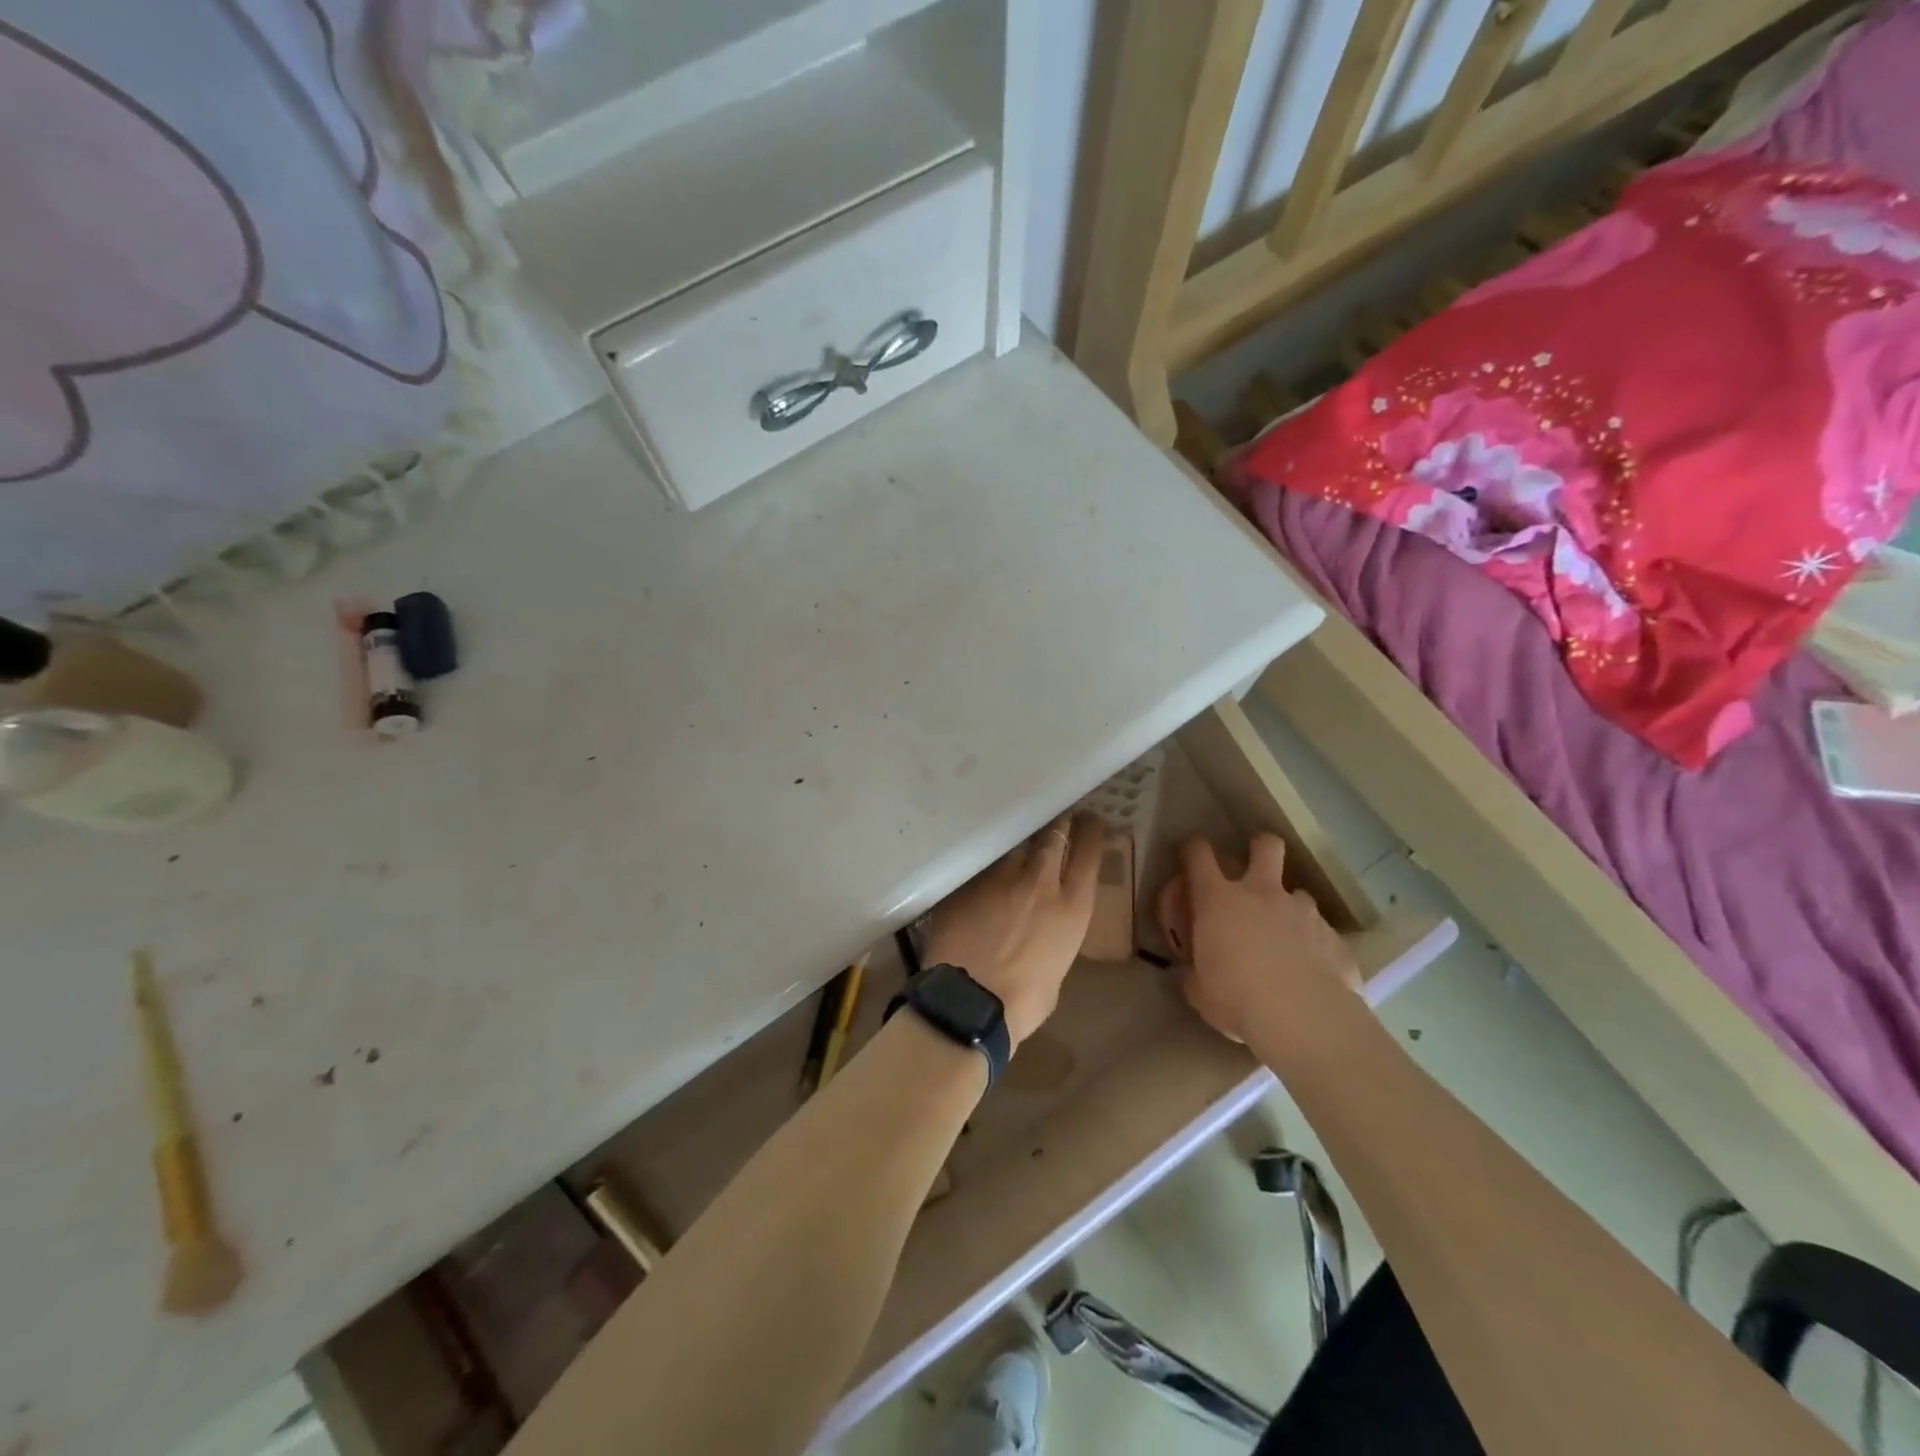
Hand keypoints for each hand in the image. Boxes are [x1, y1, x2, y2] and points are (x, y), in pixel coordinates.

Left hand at [922, 812, 1105, 1046]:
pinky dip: (989, 862)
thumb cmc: (1024, 1002)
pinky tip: (984, 863)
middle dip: (1059, 822)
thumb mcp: (1056, 968)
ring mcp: (1000, 877)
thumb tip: (1041, 932)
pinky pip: (983, 862)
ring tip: (1021, 836)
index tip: (1091, 820)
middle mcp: (1040, 881)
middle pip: (1054, 834)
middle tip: (1058, 817)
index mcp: (1073, 906)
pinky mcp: (968, 882)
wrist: (970, 1003)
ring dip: (1022, 838)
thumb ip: (1053, 939)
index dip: (1092, 831)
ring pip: (1016, 841)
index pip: (1089, 852)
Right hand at [1156, 834, 1359, 1042]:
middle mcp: (1262, 894)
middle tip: (1254, 867)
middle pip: (1266, 847)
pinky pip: (1321, 932)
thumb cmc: (1236, 999)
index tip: (1190, 854)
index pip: (1199, 855)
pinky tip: (1312, 970)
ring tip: (1286, 938)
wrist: (1305, 1019)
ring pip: (1298, 893)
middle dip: (1260, 848)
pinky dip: (1313, 944)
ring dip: (1289, 908)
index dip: (1193, 849)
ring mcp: (1302, 912)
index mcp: (1218, 900)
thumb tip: (1192, 971)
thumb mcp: (1199, 990)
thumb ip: (1194, 971)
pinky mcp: (1334, 938)